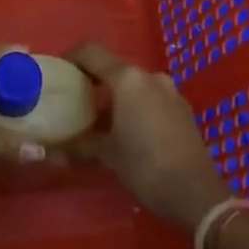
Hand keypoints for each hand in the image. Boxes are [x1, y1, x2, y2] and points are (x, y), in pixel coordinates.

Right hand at [70, 43, 229, 233]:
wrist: (199, 196)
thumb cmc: (147, 167)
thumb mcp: (109, 156)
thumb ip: (79, 147)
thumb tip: (48, 154)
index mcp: (127, 78)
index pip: (91, 52)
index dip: (71, 58)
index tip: (57, 73)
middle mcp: (149, 76)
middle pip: (113, 67)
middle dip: (93, 80)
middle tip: (75, 98)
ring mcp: (169, 92)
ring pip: (134, 84)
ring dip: (115, 95)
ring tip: (99, 118)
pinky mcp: (182, 110)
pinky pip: (150, 98)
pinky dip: (135, 106)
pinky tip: (128, 131)